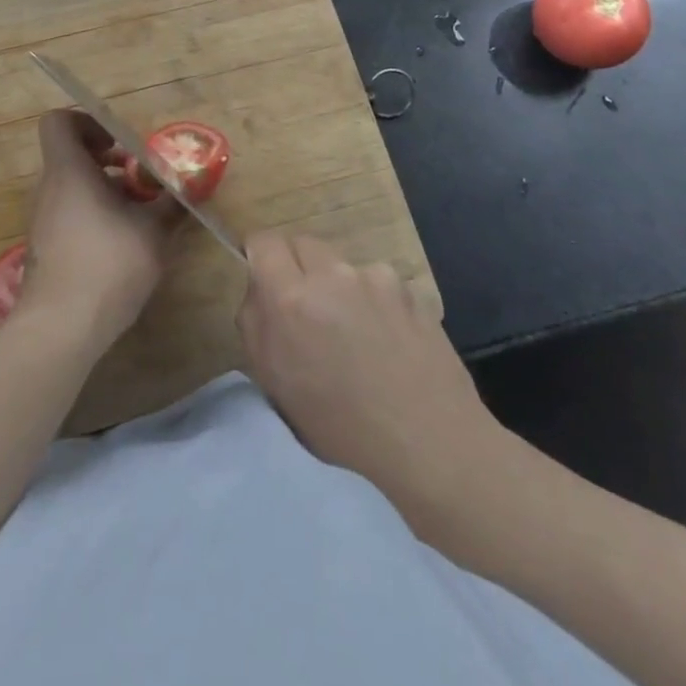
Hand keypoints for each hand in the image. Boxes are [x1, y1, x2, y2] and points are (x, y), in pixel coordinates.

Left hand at [19, 111, 178, 349]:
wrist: (61, 328)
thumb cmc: (108, 264)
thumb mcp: (153, 231)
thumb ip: (173, 204)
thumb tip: (193, 187)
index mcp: (68, 171)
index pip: (59, 122)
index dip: (87, 122)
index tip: (118, 143)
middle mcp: (48, 189)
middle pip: (70, 156)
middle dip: (106, 162)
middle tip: (138, 179)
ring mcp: (42, 220)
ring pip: (71, 188)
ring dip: (102, 191)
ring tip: (137, 214)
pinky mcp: (44, 248)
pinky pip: (67, 215)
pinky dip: (92, 217)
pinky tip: (120, 245)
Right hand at [237, 233, 505, 525]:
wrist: (430, 444)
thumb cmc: (341, 427)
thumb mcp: (275, 384)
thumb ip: (255, 323)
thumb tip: (259, 290)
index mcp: (290, 298)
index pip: (263, 241)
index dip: (260, 256)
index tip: (265, 278)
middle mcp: (331, 274)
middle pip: (302, 243)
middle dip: (297, 267)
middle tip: (306, 309)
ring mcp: (374, 277)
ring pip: (340, 265)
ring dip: (337, 286)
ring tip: (354, 334)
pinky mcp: (408, 287)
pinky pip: (376, 282)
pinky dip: (373, 300)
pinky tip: (386, 338)